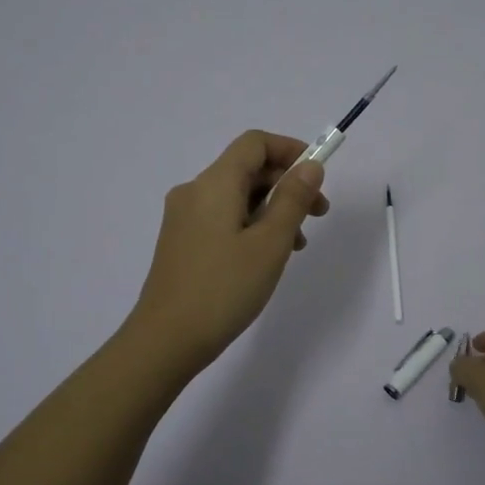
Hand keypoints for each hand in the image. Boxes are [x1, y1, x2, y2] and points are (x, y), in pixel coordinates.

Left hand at [124, 130, 331, 374]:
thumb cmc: (224, 289)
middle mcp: (194, 191)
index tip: (318, 176)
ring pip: (236, 196)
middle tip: (319, 214)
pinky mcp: (182, 241)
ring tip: (297, 245)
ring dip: (272, 208)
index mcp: (214, 184)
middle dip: (287, 183)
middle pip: (247, 168)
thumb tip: (310, 166)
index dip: (290, 149)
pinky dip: (251, 224)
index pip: (255, 143)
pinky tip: (266, 257)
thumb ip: (293, 199)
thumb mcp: (270, 243)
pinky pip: (222, 217)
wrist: (165, 340)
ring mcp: (184, 217)